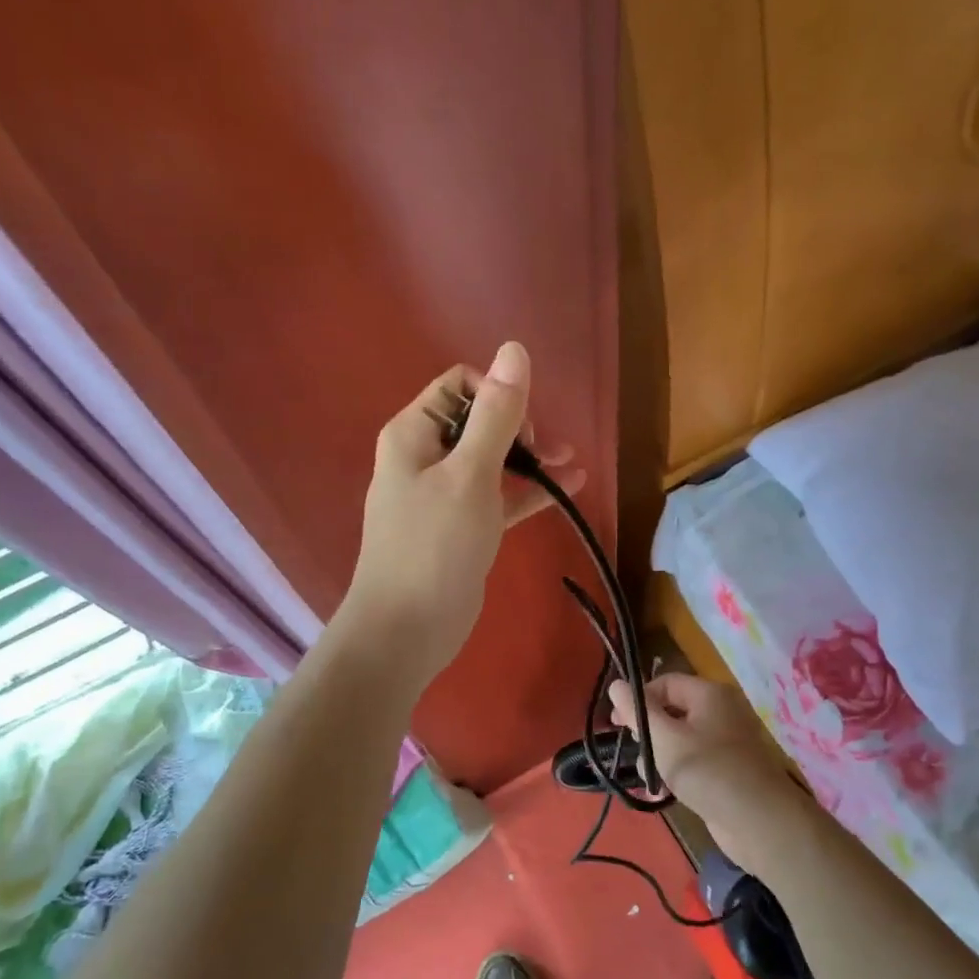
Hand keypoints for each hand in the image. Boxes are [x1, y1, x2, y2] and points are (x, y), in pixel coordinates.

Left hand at [341, 342, 582, 685]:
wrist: (407, 629)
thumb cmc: (434, 546)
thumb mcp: (469, 474)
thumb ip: (495, 415)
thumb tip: (514, 349)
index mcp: (414, 434)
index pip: (459, 385)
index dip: (497, 395)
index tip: (522, 430)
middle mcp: (425, 457)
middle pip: (479, 421)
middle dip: (521, 428)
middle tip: (547, 454)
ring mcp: (443, 496)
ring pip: (493, 461)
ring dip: (531, 459)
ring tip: (572, 468)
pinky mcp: (462, 529)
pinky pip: (498, 497)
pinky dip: (528, 492)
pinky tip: (569, 489)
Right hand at [608, 673, 817, 873]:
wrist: (760, 823)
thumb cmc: (708, 771)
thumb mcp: (664, 739)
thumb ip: (637, 711)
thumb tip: (616, 684)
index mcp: (710, 694)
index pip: (665, 683)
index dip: (639, 699)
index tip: (616, 724)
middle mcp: (720, 712)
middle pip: (671, 711)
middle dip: (648, 734)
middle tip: (639, 755)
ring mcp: (726, 743)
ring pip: (679, 740)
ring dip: (659, 758)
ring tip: (653, 780)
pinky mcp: (727, 770)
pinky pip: (692, 762)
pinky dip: (676, 773)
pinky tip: (664, 792)